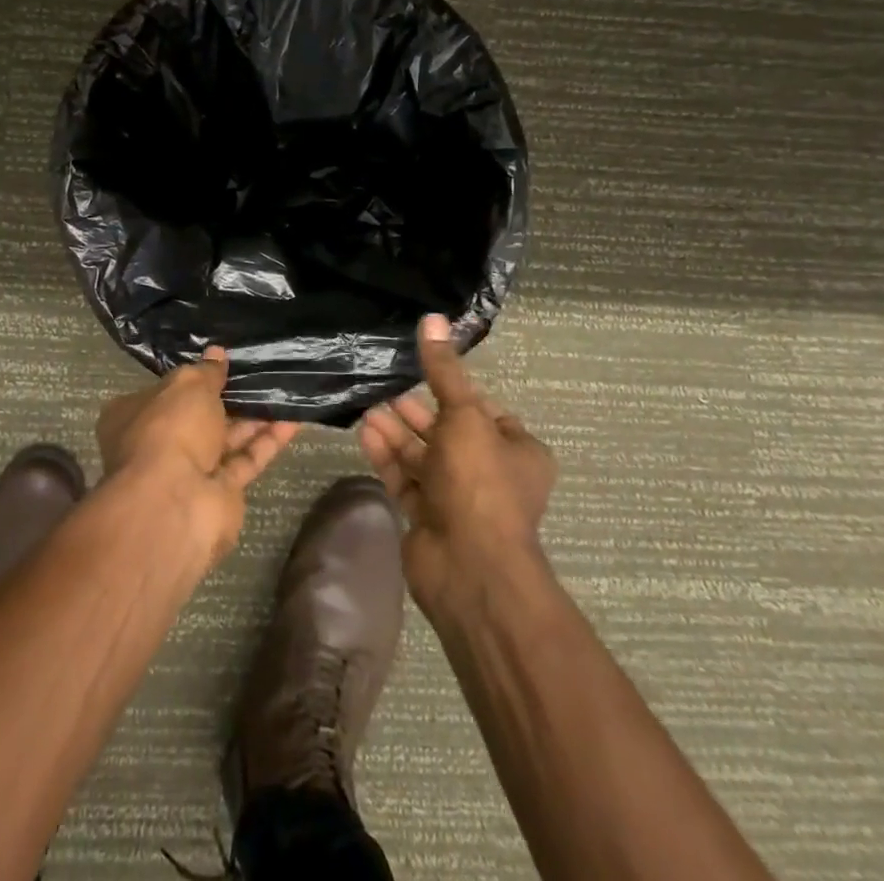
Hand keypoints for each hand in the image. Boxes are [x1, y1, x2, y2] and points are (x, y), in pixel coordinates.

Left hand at [96, 347, 299, 565]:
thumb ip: (206, 371)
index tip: (220, 364)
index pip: (163, 392)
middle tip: (259, 375)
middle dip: (227, 399)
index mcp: (134, 416)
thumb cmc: (170, 429)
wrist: (176, 503)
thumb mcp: (188, 385)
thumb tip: (216, 353)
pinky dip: (268, 442)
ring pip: (225, 439)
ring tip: (283, 391)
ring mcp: (189, 472)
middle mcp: (159, 444)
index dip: (190, 378)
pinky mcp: (220, 494)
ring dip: (253, 418)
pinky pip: (246, 460)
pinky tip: (293, 419)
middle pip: (197, 417)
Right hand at [357, 315, 558, 612]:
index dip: (454, 389)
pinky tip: (365, 433)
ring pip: (423, 456)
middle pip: (448, 431)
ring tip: (368, 407)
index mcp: (518, 451)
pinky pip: (405, 479)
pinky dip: (387, 457)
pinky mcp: (428, 518)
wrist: (468, 566)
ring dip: (397, 432)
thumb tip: (432, 318)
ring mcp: (458, 499)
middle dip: (416, 410)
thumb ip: (444, 370)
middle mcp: (490, 473)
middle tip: (385, 387)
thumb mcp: (464, 415)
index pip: (484, 409)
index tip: (422, 371)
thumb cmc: (479, 482)